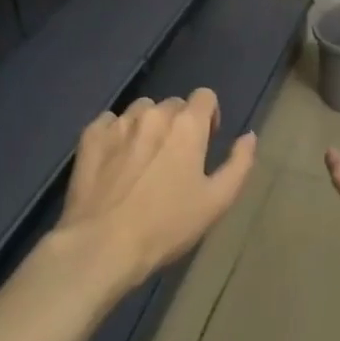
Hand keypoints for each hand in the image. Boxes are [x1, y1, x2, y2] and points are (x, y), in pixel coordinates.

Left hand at [58, 89, 258, 286]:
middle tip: (174, 160)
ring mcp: (118, 123)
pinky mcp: (90, 136)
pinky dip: (116, 134)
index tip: (204, 143)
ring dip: (148, 126)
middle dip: (178, 124)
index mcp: (187, 125)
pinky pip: (109, 121)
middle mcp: (153, 114)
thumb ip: (239, 163)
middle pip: (172, 104)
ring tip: (143, 160)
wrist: (103, 244)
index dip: (209, 116)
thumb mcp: (217, 201)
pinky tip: (115, 161)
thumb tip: (249, 136)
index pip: (205, 96)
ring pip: (141, 110)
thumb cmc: (167, 225)